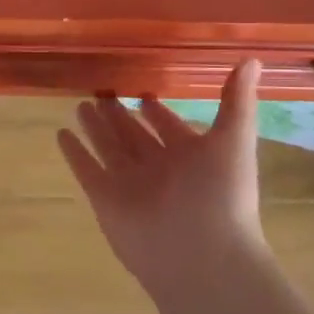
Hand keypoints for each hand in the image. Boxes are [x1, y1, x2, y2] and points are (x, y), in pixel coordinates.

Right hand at [57, 61, 268, 297]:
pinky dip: (74, 153)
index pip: (169, 127)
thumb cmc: (221, 195)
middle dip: (120, 115)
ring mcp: (130, 184)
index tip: (144, 91)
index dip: (157, 111)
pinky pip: (86, 169)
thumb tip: (252, 58)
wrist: (200, 255)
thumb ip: (237, 101)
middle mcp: (158, 169)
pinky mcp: (105, 198)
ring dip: (96, 128)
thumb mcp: (234, 140)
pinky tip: (61, 134)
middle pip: (134, 135)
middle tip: (102, 90)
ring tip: (81, 104)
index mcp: (191, 156)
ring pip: (109, 148)